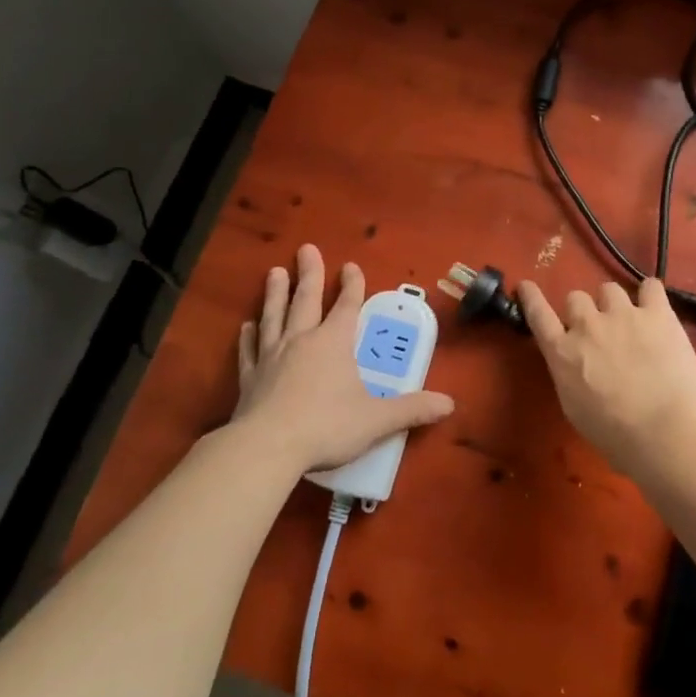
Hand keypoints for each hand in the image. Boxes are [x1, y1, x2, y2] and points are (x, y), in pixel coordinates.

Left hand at [232, 244, 453, 476]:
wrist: (267, 447)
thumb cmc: (326, 426)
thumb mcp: (376, 420)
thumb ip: (412, 410)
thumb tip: (449, 404)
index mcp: (334, 343)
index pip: (347, 306)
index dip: (352, 285)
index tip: (351, 265)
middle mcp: (302, 341)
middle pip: (306, 300)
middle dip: (310, 274)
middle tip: (306, 249)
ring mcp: (272, 357)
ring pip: (274, 316)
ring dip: (276, 294)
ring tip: (275, 272)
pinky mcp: (250, 378)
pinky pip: (250, 350)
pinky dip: (248, 336)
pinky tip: (246, 325)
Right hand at [517, 277, 695, 478]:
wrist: (667, 433)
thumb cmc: (617, 436)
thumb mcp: (574, 409)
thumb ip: (569, 375)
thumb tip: (574, 363)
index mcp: (562, 352)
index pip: (538, 314)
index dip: (531, 297)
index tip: (526, 285)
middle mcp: (587, 325)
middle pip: (576, 297)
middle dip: (584, 312)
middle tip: (600, 332)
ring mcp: (623, 314)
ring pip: (609, 289)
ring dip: (614, 304)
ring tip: (630, 323)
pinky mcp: (658, 313)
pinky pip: (651, 287)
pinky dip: (650, 295)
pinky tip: (655, 309)